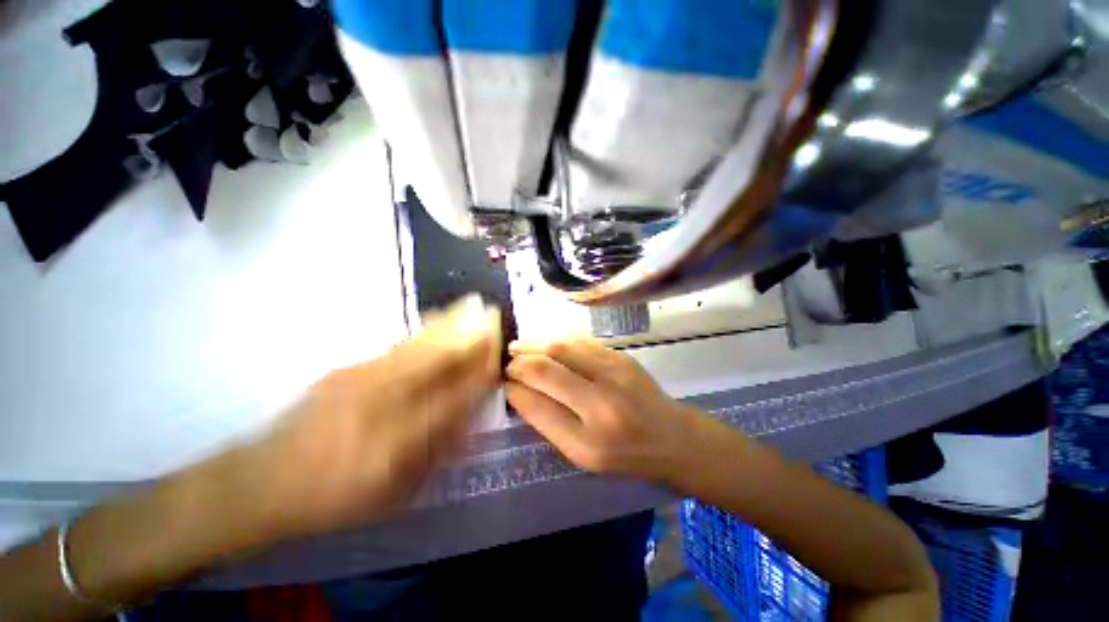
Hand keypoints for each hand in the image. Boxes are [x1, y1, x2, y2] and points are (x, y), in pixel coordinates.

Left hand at [248, 297, 501, 538]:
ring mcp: (364, 380)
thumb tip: (468, 418)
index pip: (455, 399)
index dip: (481, 374)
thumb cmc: (335, 496)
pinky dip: (426, 329)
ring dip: (452, 326)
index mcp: (399, 442)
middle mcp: (385, 404)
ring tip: (473, 306)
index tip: (498, 357)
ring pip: (421, 347)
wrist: (264, 479)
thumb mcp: (394, 492)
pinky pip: (400, 344)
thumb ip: (436, 451)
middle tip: (493, 318)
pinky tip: (438, 318)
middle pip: (440, 363)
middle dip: (471, 339)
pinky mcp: (350, 369)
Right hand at [506, 339, 706, 485]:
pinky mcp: (621, 357)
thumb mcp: (583, 455)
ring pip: (562, 347)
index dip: (515, 389)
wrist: (674, 438)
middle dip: (520, 361)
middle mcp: (601, 403)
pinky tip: (546, 344)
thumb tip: (519, 391)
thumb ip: (549, 422)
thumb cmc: (626, 455)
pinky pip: (580, 341)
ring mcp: (614, 373)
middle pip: (547, 368)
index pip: (537, 405)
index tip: (504, 382)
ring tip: (519, 347)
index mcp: (588, 440)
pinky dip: (557, 340)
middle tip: (508, 362)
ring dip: (535, 344)